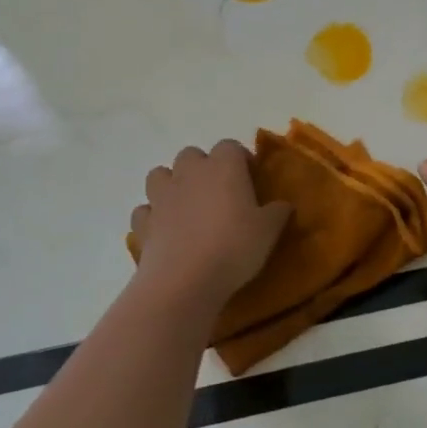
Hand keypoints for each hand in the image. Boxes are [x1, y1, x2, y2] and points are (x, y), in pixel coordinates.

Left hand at [129, 141, 290, 303]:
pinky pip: (146, 210)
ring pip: (160, 175)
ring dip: (172, 185)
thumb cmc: (234, 247)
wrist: (184, 280)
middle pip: (192, 155)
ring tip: (188, 207)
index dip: (240, 160)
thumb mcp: (269, 231)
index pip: (231, 146)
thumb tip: (283, 204)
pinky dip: (154, 216)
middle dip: (203, 168)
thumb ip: (277, 212)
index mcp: (223, 166)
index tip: (250, 179)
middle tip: (219, 193)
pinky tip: (166, 231)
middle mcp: (189, 172)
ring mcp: (161, 196)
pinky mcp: (143, 222)